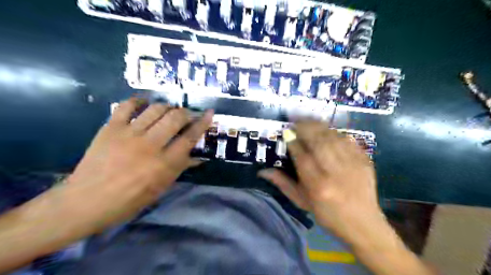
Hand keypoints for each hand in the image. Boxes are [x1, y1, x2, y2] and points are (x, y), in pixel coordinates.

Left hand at [62, 98, 212, 231]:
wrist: (87, 201)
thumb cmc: (129, 200)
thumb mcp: (161, 188)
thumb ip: (180, 169)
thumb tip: (198, 158)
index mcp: (165, 163)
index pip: (190, 137)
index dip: (203, 123)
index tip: (210, 113)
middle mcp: (150, 145)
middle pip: (175, 118)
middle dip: (186, 113)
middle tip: (187, 115)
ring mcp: (129, 134)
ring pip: (155, 109)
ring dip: (167, 107)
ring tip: (169, 110)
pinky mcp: (111, 128)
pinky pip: (126, 106)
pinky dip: (138, 101)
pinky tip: (144, 103)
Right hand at [259, 121, 381, 246]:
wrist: (362, 224)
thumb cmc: (327, 214)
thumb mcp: (301, 201)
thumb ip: (282, 183)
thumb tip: (263, 171)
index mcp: (317, 185)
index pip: (301, 155)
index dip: (292, 141)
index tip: (286, 132)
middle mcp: (334, 172)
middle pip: (318, 141)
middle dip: (305, 127)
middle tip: (296, 120)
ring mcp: (352, 165)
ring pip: (333, 137)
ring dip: (319, 127)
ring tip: (309, 121)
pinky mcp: (365, 161)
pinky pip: (348, 140)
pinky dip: (336, 133)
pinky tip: (328, 131)